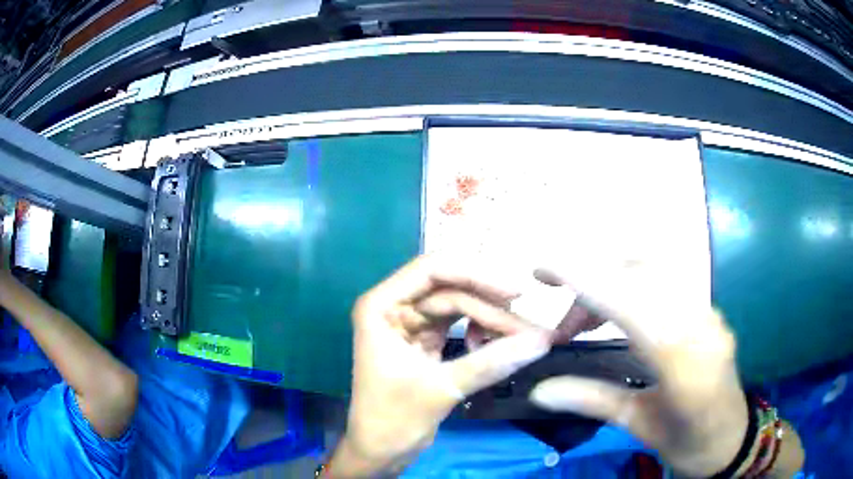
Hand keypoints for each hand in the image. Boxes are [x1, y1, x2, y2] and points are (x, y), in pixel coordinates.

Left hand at [331, 255, 552, 476]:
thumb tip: (542, 341)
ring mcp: (412, 322)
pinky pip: (461, 323)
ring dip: (491, 319)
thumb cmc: (394, 420)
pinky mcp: (427, 339)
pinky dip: (483, 331)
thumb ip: (491, 362)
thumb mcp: (441, 389)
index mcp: (380, 306)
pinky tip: (496, 346)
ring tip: (522, 338)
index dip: (475, 274)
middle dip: (490, 305)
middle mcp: (395, 306)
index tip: (516, 292)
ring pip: (460, 305)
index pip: (431, 270)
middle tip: (530, 326)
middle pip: (450, 287)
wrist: (380, 450)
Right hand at [529, 262, 747, 476]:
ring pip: (657, 268)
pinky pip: (669, 278)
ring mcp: (709, 311)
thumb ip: (592, 400)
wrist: (729, 438)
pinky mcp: (710, 309)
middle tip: (565, 324)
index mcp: (681, 361)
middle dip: (592, 281)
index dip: (584, 279)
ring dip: (613, 279)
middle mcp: (700, 323)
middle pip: (641, 272)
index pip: (628, 302)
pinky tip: (621, 312)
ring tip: (588, 319)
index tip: (543, 268)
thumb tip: (538, 390)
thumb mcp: (637, 426)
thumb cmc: (686, 441)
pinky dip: (634, 283)